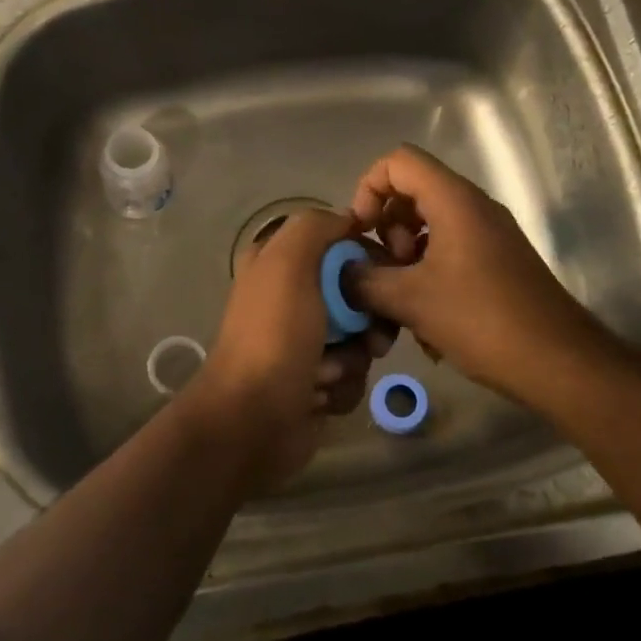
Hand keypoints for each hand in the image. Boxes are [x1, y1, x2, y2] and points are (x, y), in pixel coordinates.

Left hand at [180, 209, 390, 493]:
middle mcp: (290, 297)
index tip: (388, 277)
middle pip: (357, 294)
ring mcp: (302, 341)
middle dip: (368, 319)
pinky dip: (341, 386)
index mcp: (278, 263)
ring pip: (360, 337)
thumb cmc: (274, 335)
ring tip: (327, 373)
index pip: (341, 245)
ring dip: (352, 358)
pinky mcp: (314, 380)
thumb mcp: (288, 263)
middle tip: (371, 338)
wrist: (252, 419)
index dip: (368, 260)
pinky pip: (352, 374)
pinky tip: (318, 395)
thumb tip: (349, 221)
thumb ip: (316, 227)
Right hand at [348, 144, 608, 408]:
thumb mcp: (411, 300)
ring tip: (403, 299)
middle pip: (413, 191)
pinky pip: (450, 250)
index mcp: (454, 200)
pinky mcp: (497, 262)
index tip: (361, 230)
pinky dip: (429, 272)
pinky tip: (427, 319)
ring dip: (405, 256)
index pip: (398, 162)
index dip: (369, 188)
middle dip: (387, 228)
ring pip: (430, 224)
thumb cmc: (482, 320)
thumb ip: (364, 280)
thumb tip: (341, 272)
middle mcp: (474, 207)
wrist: (559, 362)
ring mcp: (489, 234)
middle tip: (387, 270)